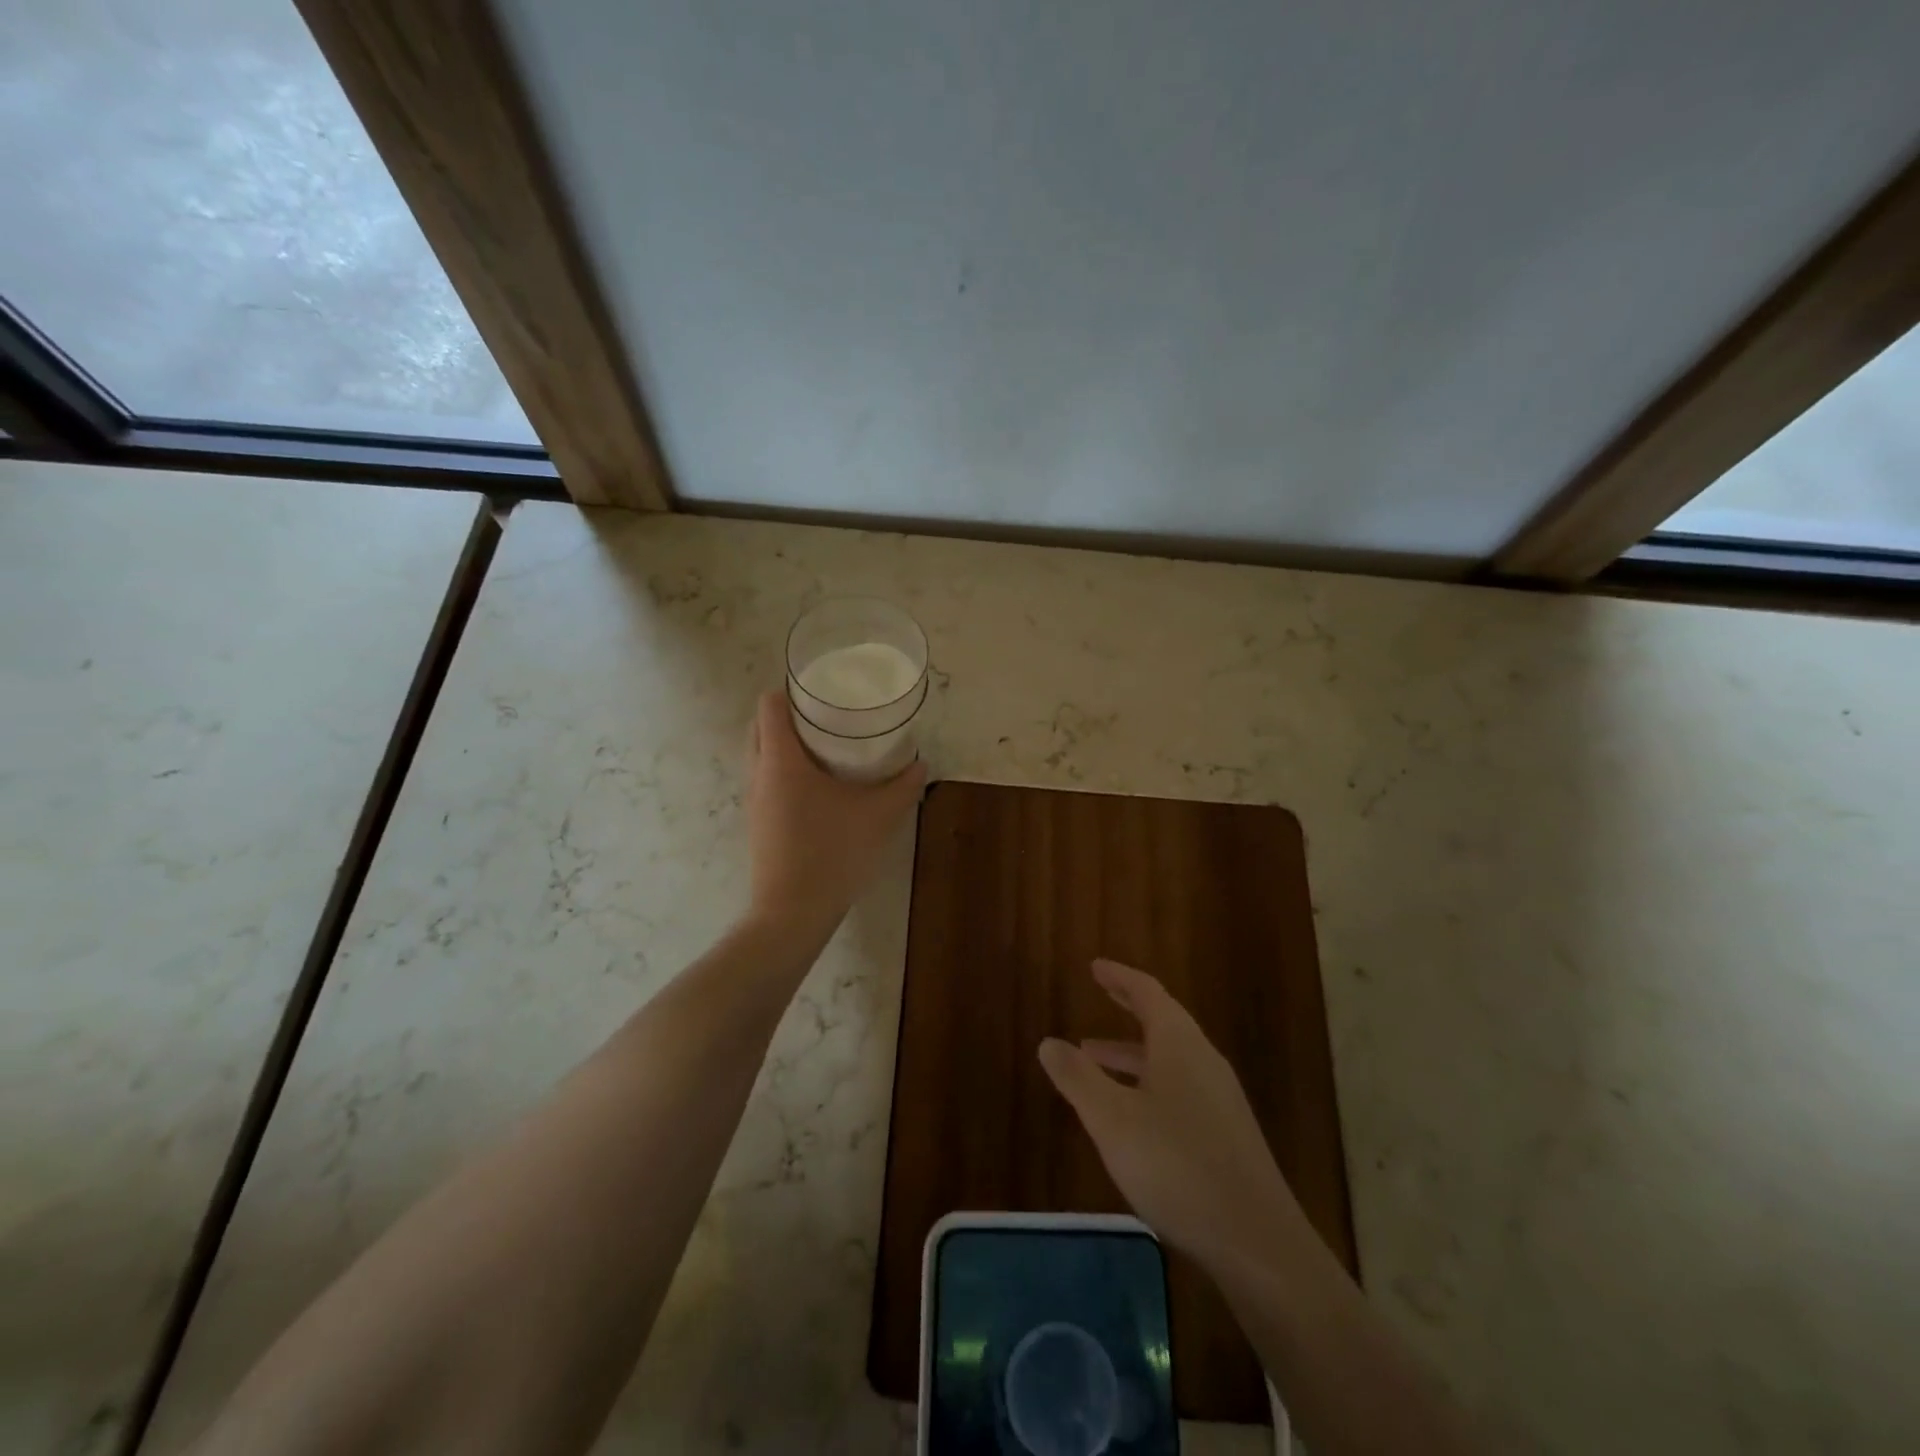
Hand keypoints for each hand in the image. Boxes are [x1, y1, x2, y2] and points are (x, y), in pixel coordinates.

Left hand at [744, 690, 926, 937]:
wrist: (792, 912)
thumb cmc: (832, 852)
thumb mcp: (878, 816)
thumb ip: (902, 787)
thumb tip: (921, 764)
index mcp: (780, 759)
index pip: (769, 704)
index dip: (791, 689)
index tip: (821, 690)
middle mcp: (758, 773)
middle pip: (761, 726)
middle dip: (789, 714)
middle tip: (827, 715)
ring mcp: (754, 800)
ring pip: (760, 754)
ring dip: (785, 743)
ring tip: (825, 746)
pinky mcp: (758, 822)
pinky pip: (765, 780)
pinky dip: (784, 770)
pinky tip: (817, 786)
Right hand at [1039, 960, 1307, 1273]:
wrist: (1257, 1242)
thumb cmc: (1176, 1165)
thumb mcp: (1112, 1119)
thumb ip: (1077, 1078)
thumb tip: (1048, 1042)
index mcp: (1179, 1044)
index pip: (1148, 993)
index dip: (1120, 977)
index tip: (1096, 967)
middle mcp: (1203, 1061)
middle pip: (1163, 1021)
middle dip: (1129, 1007)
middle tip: (1102, 993)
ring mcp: (1220, 1099)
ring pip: (1170, 1059)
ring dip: (1132, 1052)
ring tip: (1094, 1059)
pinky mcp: (1227, 1134)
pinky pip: (1180, 1087)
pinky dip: (1148, 1082)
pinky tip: (1131, 1113)